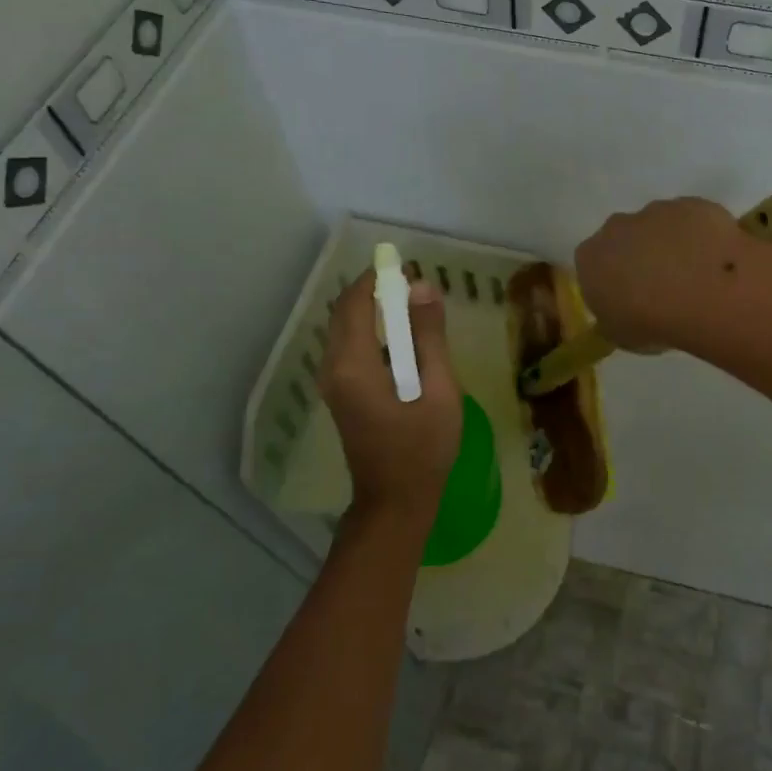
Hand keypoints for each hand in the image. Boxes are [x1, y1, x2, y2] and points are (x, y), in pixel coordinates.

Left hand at [318, 269, 462, 530]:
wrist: (395, 502)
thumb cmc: (423, 448)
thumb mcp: (438, 389)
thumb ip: (429, 336)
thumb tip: (423, 287)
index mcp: (353, 365)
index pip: (355, 303)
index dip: (378, 280)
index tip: (408, 269)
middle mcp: (333, 368)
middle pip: (346, 314)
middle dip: (376, 294)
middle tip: (416, 289)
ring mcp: (333, 384)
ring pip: (346, 331)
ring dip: (375, 314)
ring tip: (415, 312)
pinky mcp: (340, 395)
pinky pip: (350, 350)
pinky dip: (373, 335)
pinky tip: (404, 345)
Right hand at [574, 196, 745, 350]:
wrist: (703, 293)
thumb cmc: (651, 322)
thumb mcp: (619, 335)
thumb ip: (613, 317)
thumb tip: (618, 312)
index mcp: (590, 257)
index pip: (592, 264)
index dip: (611, 280)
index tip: (628, 297)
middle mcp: (617, 227)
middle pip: (623, 237)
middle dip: (638, 255)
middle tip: (661, 285)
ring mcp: (656, 210)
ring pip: (659, 225)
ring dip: (671, 243)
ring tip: (695, 274)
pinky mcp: (693, 204)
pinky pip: (694, 220)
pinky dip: (701, 235)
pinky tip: (716, 259)